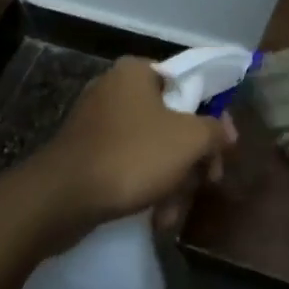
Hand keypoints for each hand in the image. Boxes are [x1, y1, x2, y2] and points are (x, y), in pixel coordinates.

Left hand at [41, 57, 235, 230]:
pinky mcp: (84, 153)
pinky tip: (154, 216)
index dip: (210, 119)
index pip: (187, 85)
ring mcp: (95, 122)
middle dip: (190, 160)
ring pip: (150, 148)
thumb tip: (226, 131)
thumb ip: (215, 131)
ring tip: (172, 213)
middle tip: (203, 184)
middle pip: (171, 121)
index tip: (219, 151)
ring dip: (170, 181)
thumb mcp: (189, 140)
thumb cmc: (132, 156)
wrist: (62, 198)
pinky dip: (143, 186)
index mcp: (136, 72)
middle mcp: (114, 89)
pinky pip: (126, 163)